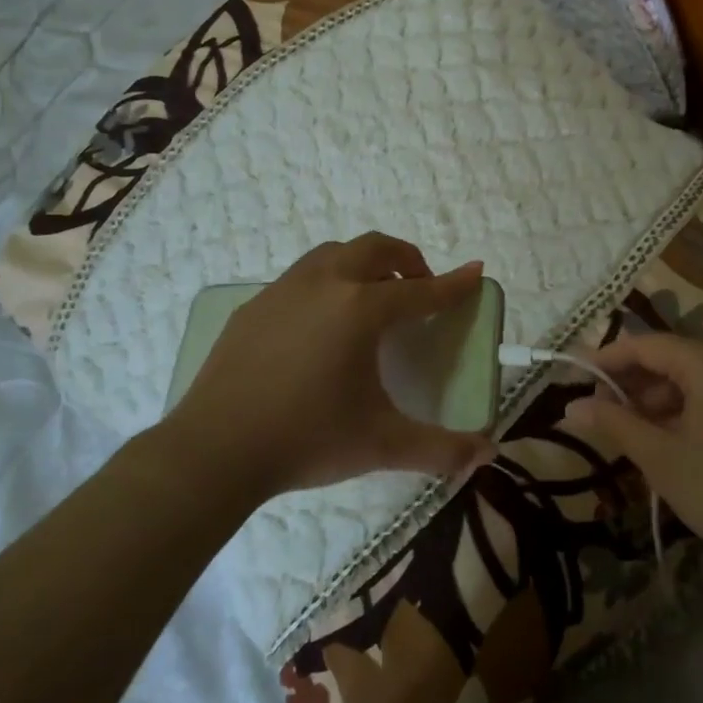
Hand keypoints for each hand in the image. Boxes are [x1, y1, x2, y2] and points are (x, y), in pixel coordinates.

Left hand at [162, 233, 492, 499]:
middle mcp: (326, 284)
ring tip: (373, 297)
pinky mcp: (255, 306)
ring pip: (335, 253)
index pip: (421, 290)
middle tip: (420, 286)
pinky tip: (321, 322)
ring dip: (364, 263)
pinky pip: (301, 276)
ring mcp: (285, 289)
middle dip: (407, 258)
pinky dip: (327, 282)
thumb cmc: (307, 440)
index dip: (453, 284)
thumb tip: (488, 454)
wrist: (214, 451)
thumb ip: (440, 448)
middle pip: (376, 248)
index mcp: (362, 309)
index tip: (475, 272)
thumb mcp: (381, 444)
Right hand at [565, 334, 702, 578]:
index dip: (606, 360)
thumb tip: (570, 407)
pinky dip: (685, 409)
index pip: (645, 345)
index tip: (574, 378)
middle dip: (632, 385)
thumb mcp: (663, 460)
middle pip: (669, 359)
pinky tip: (667, 440)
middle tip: (598, 415)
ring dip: (657, 401)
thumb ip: (615, 425)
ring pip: (691, 378)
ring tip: (629, 434)